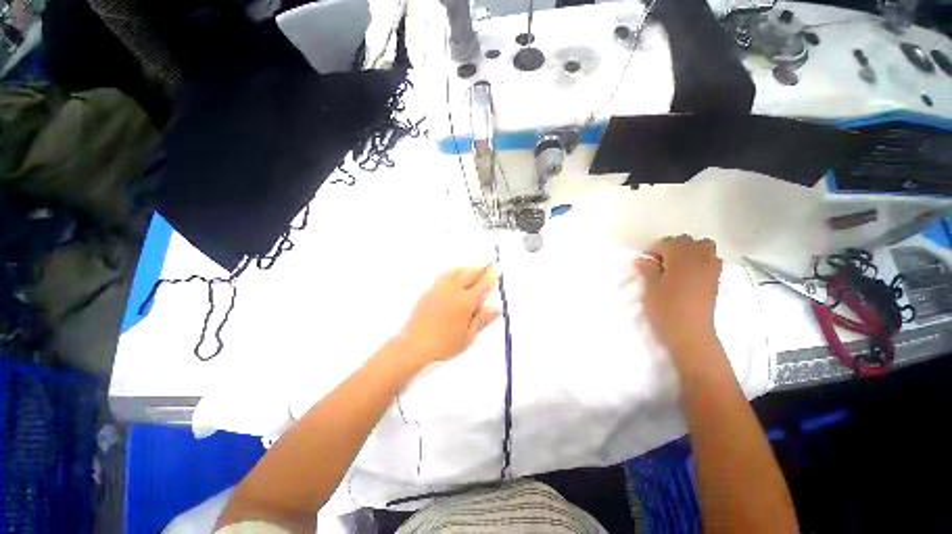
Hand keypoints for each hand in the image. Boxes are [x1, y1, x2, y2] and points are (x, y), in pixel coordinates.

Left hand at [397, 264, 499, 366]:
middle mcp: (454, 291)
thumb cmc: (444, 345)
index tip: (496, 270)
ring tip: (473, 267)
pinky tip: (454, 274)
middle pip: (470, 274)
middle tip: (489, 262)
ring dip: (467, 267)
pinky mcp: (429, 290)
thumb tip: (496, 308)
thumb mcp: (468, 337)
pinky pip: (444, 274)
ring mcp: (440, 288)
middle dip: (481, 267)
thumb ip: (482, 320)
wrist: (414, 345)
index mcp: (466, 302)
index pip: (482, 285)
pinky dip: (454, 271)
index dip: (491, 277)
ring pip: (456, 271)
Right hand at [635, 235, 722, 363]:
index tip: (645, 262)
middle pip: (689, 242)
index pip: (668, 242)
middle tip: (660, 263)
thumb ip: (648, 270)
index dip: (655, 249)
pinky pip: (711, 261)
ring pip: (704, 249)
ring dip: (689, 253)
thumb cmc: (666, 310)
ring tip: (676, 267)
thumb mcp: (650, 289)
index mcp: (681, 259)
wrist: (691, 335)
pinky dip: (700, 262)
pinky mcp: (715, 282)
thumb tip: (643, 259)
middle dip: (673, 248)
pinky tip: (688, 276)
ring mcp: (711, 270)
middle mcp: (700, 260)